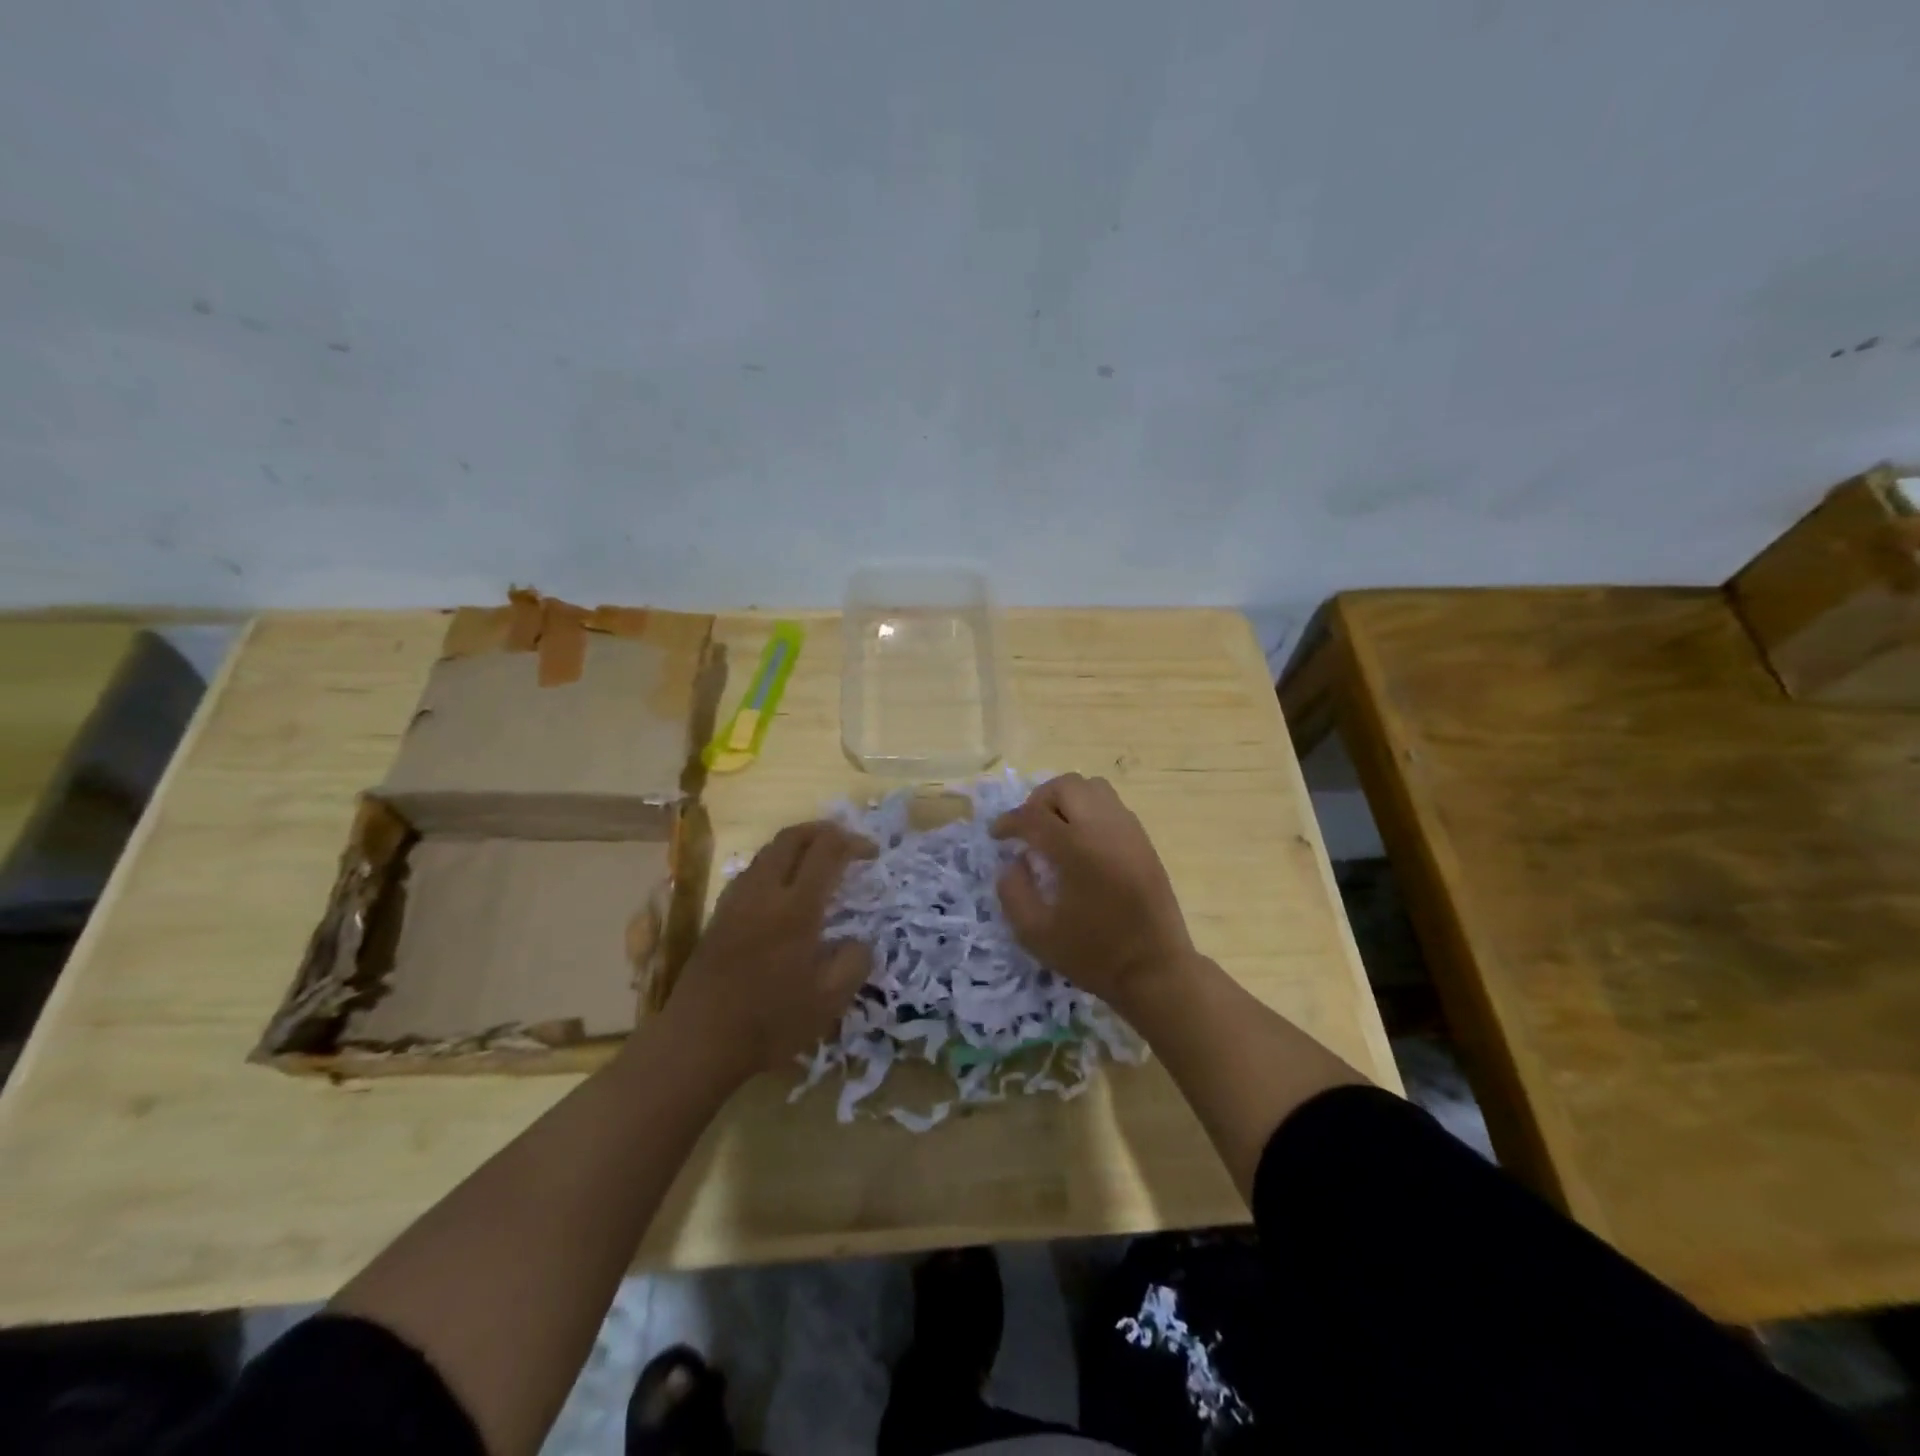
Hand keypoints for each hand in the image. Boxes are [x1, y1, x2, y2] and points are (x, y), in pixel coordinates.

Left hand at [666, 821, 875, 1078]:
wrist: (698, 1042)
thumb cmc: (770, 1022)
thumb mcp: (829, 1002)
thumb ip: (854, 963)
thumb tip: (860, 941)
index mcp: (796, 908)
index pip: (827, 851)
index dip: (853, 842)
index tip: (872, 852)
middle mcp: (763, 893)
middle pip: (792, 837)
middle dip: (823, 830)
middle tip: (846, 842)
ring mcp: (736, 901)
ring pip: (768, 851)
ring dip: (797, 845)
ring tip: (818, 861)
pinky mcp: (719, 915)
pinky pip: (751, 871)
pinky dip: (775, 864)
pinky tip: (783, 890)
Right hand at [991, 774, 1195, 1010]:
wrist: (1155, 970)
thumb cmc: (1093, 955)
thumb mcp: (1036, 934)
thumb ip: (1013, 892)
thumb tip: (1012, 862)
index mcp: (1076, 849)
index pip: (1033, 816)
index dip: (1009, 822)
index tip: (997, 835)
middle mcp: (1104, 828)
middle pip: (1066, 786)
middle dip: (1038, 801)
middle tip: (1027, 829)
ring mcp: (1129, 831)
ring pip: (1093, 787)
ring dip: (1066, 800)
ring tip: (1055, 829)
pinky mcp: (1144, 840)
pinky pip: (1112, 805)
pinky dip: (1089, 811)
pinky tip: (1082, 841)